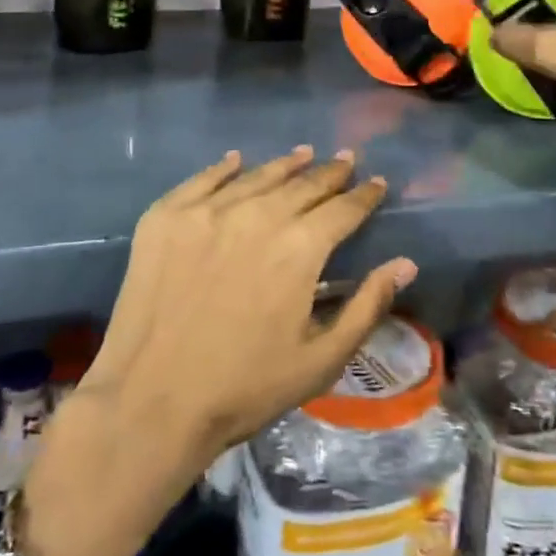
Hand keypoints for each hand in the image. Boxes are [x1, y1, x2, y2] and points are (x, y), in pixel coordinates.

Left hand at [82, 147, 414, 474]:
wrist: (149, 401)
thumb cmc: (244, 388)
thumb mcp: (320, 360)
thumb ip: (366, 306)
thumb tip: (406, 263)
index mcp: (299, 248)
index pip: (343, 209)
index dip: (364, 195)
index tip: (377, 182)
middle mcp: (256, 215)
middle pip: (302, 185)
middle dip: (329, 173)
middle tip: (345, 160)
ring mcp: (206, 211)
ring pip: (257, 176)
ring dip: (285, 165)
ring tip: (303, 153)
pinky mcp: (165, 217)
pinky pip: (203, 180)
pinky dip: (224, 168)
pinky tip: (237, 160)